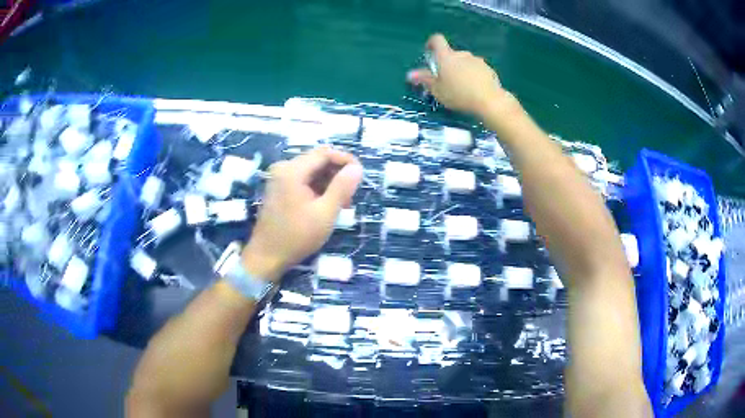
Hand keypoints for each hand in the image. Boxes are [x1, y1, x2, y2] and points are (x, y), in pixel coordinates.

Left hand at [242, 148, 362, 281]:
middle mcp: (283, 168)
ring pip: (311, 171)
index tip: (360, 175)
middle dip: (337, 174)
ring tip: (341, 204)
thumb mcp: (325, 213)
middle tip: (351, 195)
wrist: (266, 257)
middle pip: (317, 160)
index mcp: (293, 171)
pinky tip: (326, 205)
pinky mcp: (278, 189)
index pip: (324, 153)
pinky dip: (317, 188)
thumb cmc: (297, 236)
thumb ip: (342, 187)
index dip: (345, 160)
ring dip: (328, 182)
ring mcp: (279, 178)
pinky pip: (302, 180)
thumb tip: (357, 168)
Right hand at [407, 34, 505, 116]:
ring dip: (461, 69)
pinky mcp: (488, 69)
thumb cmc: (459, 94)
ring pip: (465, 62)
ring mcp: (477, 60)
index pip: (437, 39)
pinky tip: (475, 90)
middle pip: (451, 54)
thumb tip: (410, 74)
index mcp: (446, 56)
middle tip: (446, 80)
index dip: (431, 43)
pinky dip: (473, 75)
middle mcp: (461, 54)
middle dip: (448, 63)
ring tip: (462, 87)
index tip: (430, 53)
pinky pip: (477, 69)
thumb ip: (424, 80)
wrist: (489, 101)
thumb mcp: (437, 90)